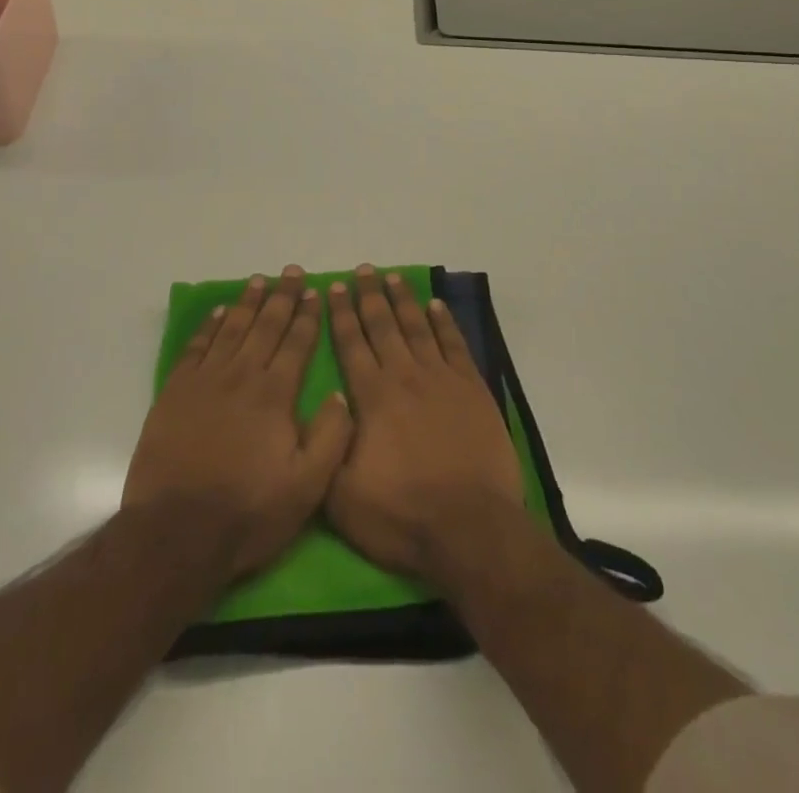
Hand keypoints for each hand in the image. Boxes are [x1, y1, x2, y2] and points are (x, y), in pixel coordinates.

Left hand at [122, 266, 354, 582]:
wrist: (176, 533)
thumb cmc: (248, 513)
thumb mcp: (307, 488)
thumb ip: (331, 437)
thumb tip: (340, 393)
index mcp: (275, 394)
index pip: (297, 343)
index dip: (307, 316)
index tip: (315, 290)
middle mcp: (242, 375)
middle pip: (266, 326)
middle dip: (282, 296)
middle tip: (291, 270)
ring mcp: (206, 381)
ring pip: (232, 329)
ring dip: (248, 302)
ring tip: (259, 280)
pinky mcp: (176, 392)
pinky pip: (196, 347)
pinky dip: (209, 326)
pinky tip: (219, 312)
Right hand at [325, 265, 525, 584]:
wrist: (471, 529)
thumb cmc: (402, 516)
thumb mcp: (341, 496)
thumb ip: (326, 446)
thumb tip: (326, 404)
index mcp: (371, 397)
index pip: (351, 344)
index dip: (341, 314)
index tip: (333, 287)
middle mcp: (404, 376)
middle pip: (383, 326)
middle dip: (369, 296)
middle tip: (363, 270)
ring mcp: (442, 380)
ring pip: (418, 328)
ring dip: (404, 300)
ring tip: (393, 277)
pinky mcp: (472, 390)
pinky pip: (455, 345)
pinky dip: (445, 323)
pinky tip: (437, 306)